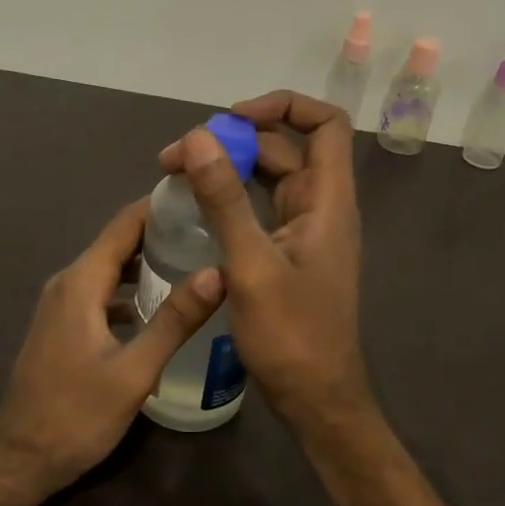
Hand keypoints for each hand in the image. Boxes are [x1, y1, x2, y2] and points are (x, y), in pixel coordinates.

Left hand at [0, 198, 222, 492]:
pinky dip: (130, 290)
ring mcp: (61, 305)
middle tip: (209, 229)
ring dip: (146, 262)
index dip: (160, 205)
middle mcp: (68, 283)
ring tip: (193, 260)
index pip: (124, 224)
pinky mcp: (63, 326)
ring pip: (109, 269)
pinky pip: (101, 293)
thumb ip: (174, 320)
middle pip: (117, 243)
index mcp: (81, 283)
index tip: (200, 195)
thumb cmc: (75, 415)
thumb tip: (218, 272)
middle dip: (160, 231)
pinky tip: (159, 307)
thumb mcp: (134, 372)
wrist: (19, 460)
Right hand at [158, 90, 372, 427]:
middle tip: (177, 157)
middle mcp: (321, 207)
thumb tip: (196, 137)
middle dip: (234, 141)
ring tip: (176, 176)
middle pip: (286, 148)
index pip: (325, 124)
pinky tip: (196, 209)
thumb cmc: (291, 335)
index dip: (283, 106)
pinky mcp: (289, 253)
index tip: (232, 119)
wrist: (315, 399)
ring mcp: (305, 231)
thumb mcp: (250, 264)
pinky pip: (261, 208)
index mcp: (328, 200)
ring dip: (228, 169)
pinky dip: (231, 198)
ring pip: (270, 178)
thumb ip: (224, 200)